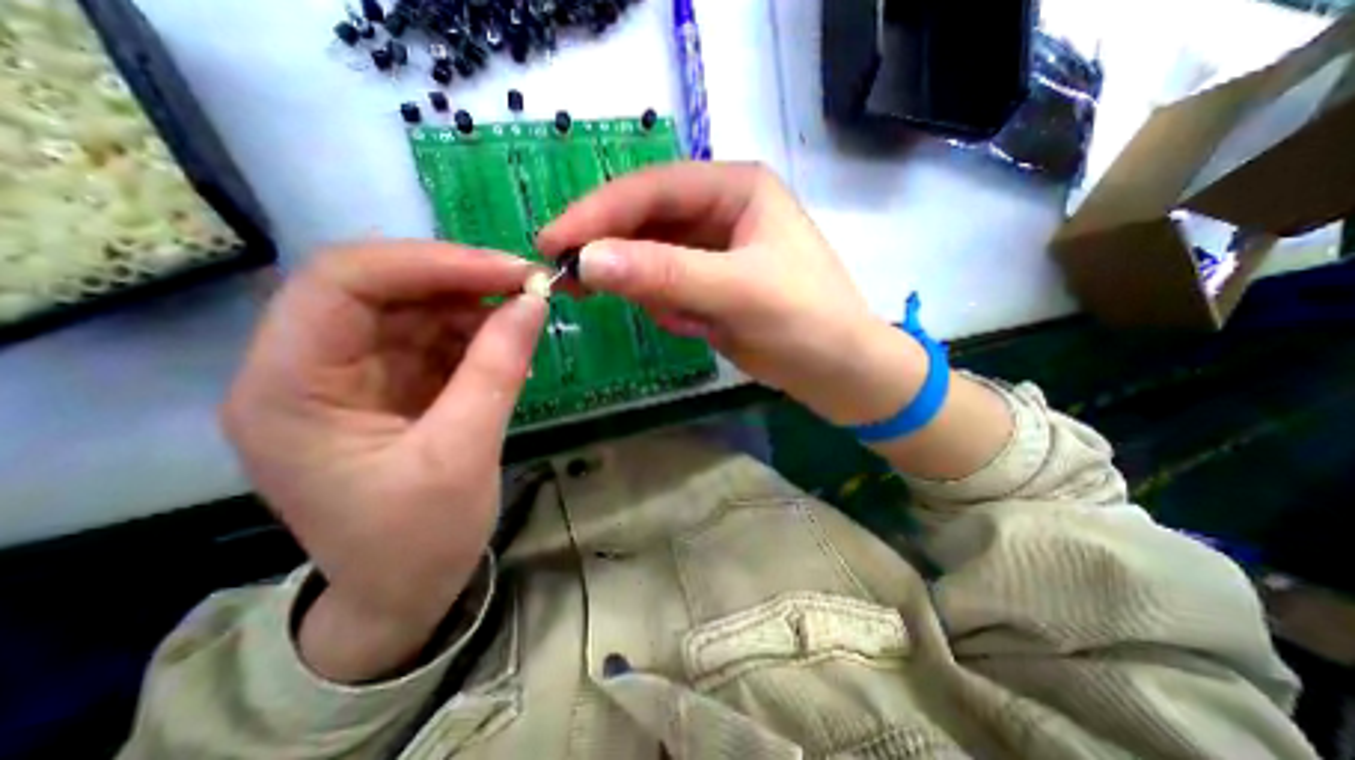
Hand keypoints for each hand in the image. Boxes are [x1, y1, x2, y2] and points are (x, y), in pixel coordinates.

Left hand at [223, 242, 543, 681]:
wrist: (403, 593)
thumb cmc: (418, 539)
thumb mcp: (464, 453)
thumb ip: (498, 369)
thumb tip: (534, 302)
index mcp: (290, 387)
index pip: (343, 282)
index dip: (430, 263)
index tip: (507, 270)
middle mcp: (309, 367)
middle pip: (380, 288)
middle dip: (459, 280)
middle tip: (527, 286)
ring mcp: (352, 375)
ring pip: (413, 309)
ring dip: (474, 307)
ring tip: (525, 320)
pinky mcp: (390, 385)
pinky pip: (434, 338)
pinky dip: (477, 335)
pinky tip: (511, 350)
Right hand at [534, 160, 927, 427]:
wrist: (839, 371)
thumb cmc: (806, 322)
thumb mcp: (737, 293)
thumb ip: (664, 273)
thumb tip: (588, 260)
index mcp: (736, 189)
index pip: (652, 189)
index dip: (599, 213)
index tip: (553, 243)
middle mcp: (721, 211)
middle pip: (646, 221)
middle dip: (613, 252)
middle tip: (568, 280)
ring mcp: (713, 250)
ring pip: (652, 258)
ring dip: (648, 288)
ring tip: (675, 317)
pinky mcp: (709, 285)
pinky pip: (667, 288)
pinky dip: (670, 309)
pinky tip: (697, 327)